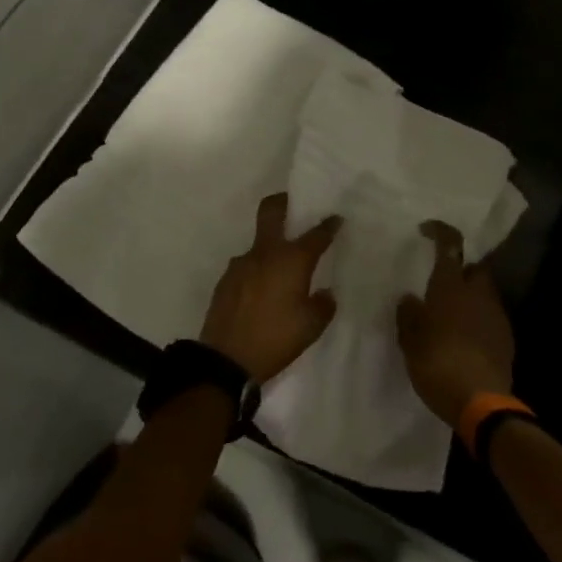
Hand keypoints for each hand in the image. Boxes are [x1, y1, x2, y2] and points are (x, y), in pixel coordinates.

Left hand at [200, 193, 341, 383]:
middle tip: (294, 204)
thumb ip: (323, 305)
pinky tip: (263, 291)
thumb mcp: (311, 327)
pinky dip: (258, 270)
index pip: (315, 235)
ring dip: (271, 246)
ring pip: (258, 243)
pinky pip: (247, 266)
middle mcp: (265, 254)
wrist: (226, 359)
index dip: (328, 225)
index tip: (336, 218)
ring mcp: (240, 264)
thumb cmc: (276, 339)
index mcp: (291, 260)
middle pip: (271, 211)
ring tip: (281, 269)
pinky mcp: (226, 280)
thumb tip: (325, 293)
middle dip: (284, 202)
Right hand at [396, 220, 515, 431]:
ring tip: (450, 314)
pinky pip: (490, 317)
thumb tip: (409, 298)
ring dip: (469, 296)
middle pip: (474, 267)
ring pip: (484, 292)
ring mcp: (496, 315)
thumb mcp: (410, 342)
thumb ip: (409, 316)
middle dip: (461, 268)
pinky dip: (478, 319)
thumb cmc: (437, 365)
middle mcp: (477, 294)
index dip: (440, 231)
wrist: (481, 402)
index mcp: (450, 288)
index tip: (427, 230)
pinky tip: (464, 338)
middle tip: (442, 282)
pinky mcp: (506, 337)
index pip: (450, 245)